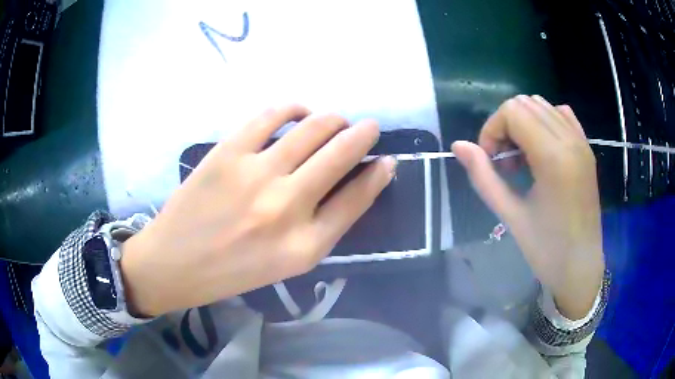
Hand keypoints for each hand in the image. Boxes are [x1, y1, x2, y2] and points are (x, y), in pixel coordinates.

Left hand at [120, 105, 395, 316]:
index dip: (378, 175)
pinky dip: (293, 108)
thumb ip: (322, 227)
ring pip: (313, 128)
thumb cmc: (233, 271)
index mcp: (305, 246)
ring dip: (333, 119)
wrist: (174, 263)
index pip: (357, 199)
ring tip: (335, 121)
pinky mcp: (228, 153)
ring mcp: (255, 174)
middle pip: (341, 154)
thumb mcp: (287, 263)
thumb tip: (353, 183)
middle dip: (364, 134)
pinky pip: (271, 116)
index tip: (387, 160)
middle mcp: (286, 207)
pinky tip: (299, 112)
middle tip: (367, 128)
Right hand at [452, 95, 604, 319]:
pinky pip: (561, 115)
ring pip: (542, 105)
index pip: (512, 111)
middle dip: (505, 125)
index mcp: (553, 157)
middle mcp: (570, 139)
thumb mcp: (511, 216)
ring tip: (521, 158)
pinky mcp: (586, 149)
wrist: (580, 267)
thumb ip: (483, 177)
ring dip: (523, 124)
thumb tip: (458, 145)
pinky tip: (541, 150)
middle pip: (525, 103)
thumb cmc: (546, 249)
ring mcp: (581, 142)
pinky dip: (544, 122)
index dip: (492, 130)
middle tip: (503, 161)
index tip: (490, 162)